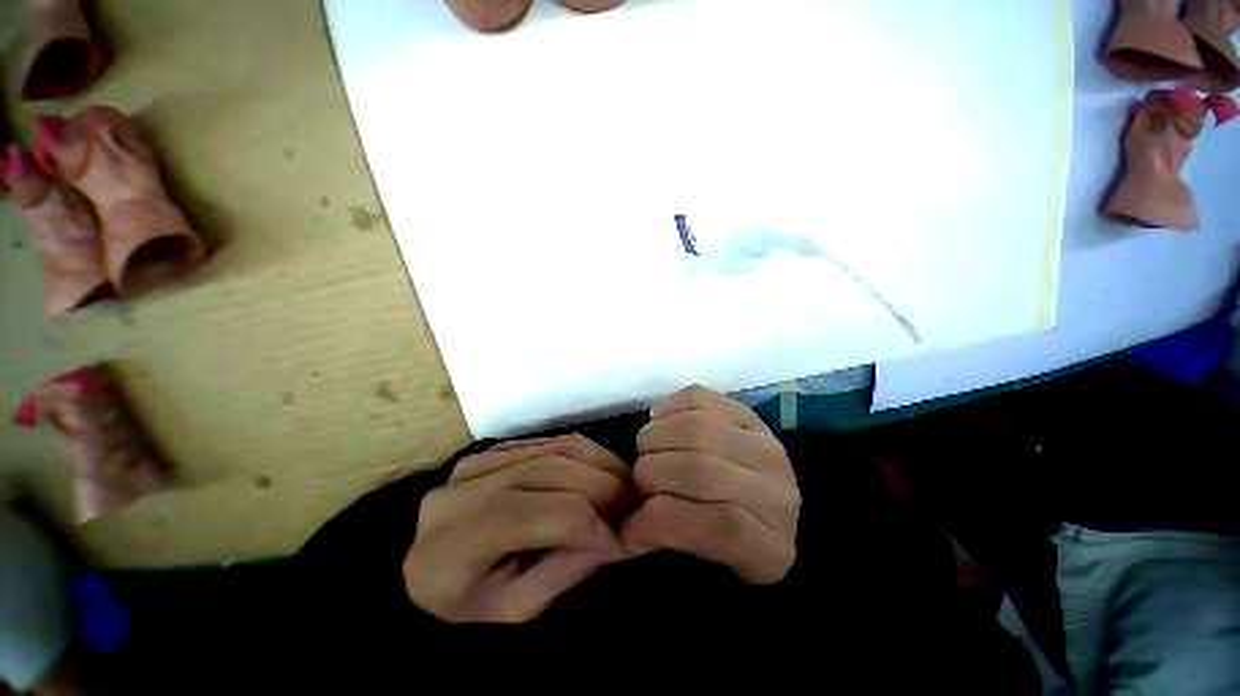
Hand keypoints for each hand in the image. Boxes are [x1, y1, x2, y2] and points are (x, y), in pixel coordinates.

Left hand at [403, 435, 633, 622]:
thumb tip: (620, 536)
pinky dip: (589, 455)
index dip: (594, 526)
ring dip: (604, 466)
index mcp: (454, 545)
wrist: (431, 563)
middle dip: (607, 491)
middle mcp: (463, 489)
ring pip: (559, 450)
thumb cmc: (470, 598)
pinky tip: (603, 474)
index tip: (626, 542)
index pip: (542, 516)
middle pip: (554, 473)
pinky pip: (554, 441)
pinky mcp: (499, 446)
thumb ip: (567, 570)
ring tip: (626, 491)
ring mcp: (481, 459)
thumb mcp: (515, 607)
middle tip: (635, 512)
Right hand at [622, 386, 799, 583]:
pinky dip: (665, 411)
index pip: (720, 525)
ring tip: (649, 454)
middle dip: (650, 475)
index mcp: (772, 547)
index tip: (629, 528)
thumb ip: (675, 551)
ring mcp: (762, 441)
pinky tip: (662, 427)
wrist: (759, 502)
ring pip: (693, 429)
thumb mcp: (706, 568)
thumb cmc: (723, 544)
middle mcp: (777, 490)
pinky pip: (695, 398)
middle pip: (699, 470)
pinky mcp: (743, 409)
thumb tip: (630, 528)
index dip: (660, 523)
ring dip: (652, 440)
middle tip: (640, 485)